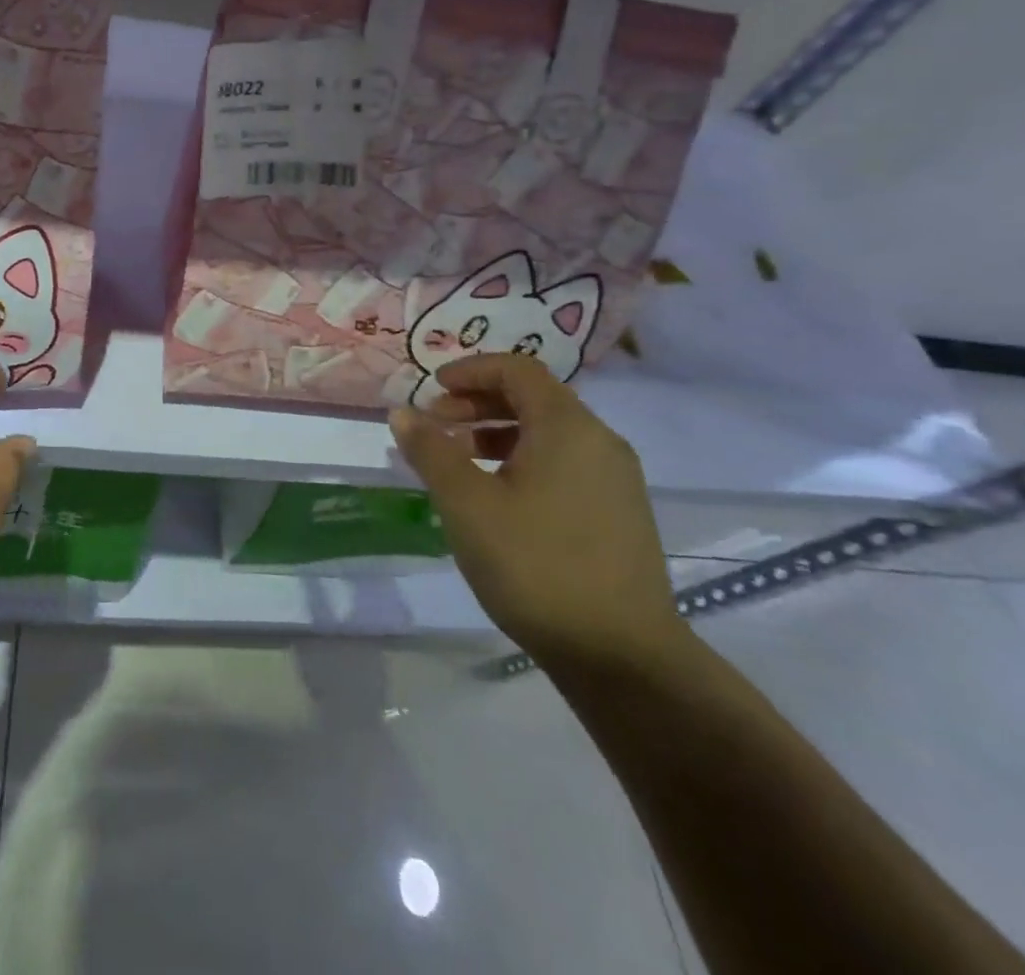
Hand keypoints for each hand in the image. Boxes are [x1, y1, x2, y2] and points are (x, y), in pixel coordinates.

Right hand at [390, 354, 681, 669]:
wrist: (623, 656)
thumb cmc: (535, 565)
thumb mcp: (466, 503)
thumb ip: (431, 450)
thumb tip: (401, 413)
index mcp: (567, 427)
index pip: (517, 369)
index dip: (470, 370)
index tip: (432, 389)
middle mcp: (599, 441)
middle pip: (534, 398)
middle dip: (479, 402)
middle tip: (436, 424)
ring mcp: (615, 479)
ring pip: (549, 433)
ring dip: (498, 432)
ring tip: (459, 460)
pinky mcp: (619, 513)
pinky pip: (564, 463)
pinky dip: (524, 459)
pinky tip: (498, 496)